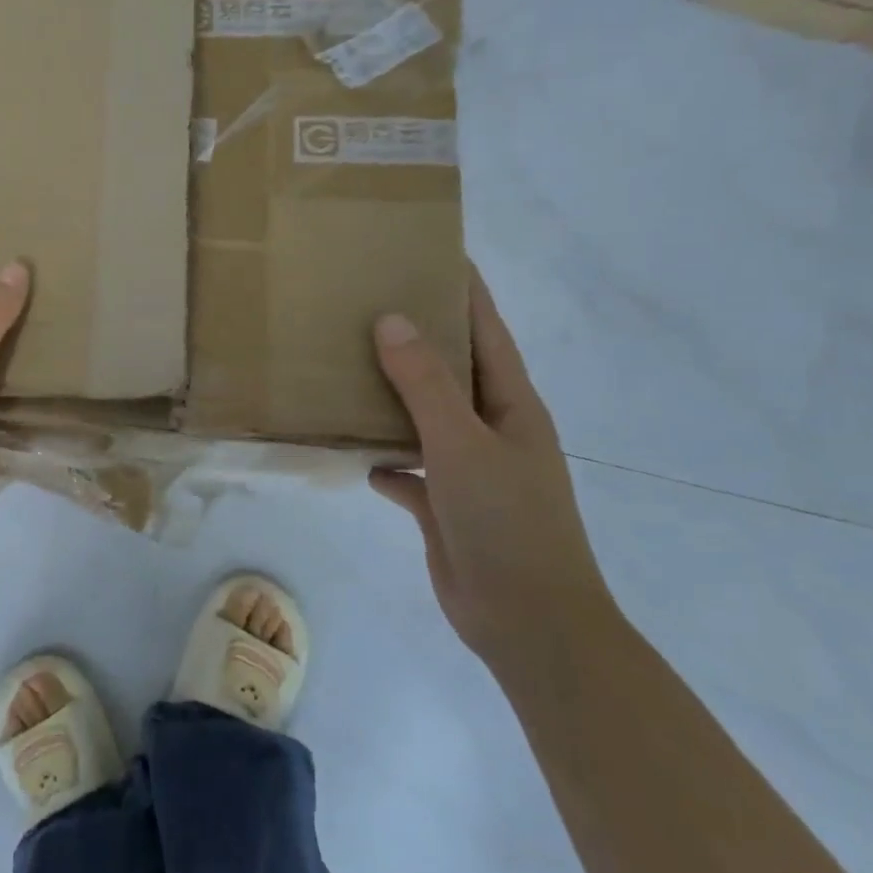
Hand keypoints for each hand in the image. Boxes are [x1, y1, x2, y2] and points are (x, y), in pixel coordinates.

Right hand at [369, 271, 619, 678]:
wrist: (527, 622)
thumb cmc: (506, 522)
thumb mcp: (462, 443)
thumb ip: (425, 383)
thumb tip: (391, 319)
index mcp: (510, 403)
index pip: (485, 329)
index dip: (462, 288)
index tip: (428, 250)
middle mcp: (490, 428)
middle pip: (450, 368)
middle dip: (415, 335)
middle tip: (364, 301)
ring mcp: (468, 468)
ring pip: (423, 417)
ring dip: (391, 396)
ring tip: (344, 365)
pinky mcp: (444, 505)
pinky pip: (408, 469)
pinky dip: (386, 459)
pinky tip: (355, 452)